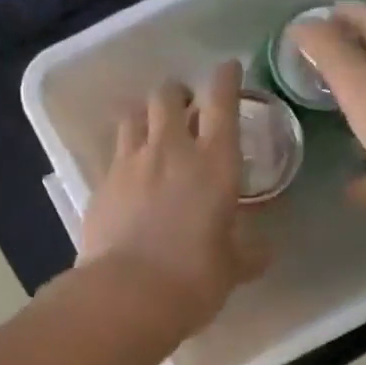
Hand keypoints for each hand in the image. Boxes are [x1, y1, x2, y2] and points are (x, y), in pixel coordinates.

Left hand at [80, 60, 269, 338]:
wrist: (127, 295)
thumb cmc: (194, 279)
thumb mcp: (233, 268)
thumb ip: (250, 253)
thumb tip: (264, 251)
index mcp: (215, 162)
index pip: (222, 101)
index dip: (226, 78)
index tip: (228, 69)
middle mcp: (171, 150)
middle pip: (168, 95)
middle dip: (178, 94)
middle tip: (186, 109)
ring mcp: (130, 163)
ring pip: (134, 115)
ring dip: (146, 115)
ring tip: (153, 131)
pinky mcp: (101, 183)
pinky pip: (114, 152)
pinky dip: (125, 153)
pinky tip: (130, 173)